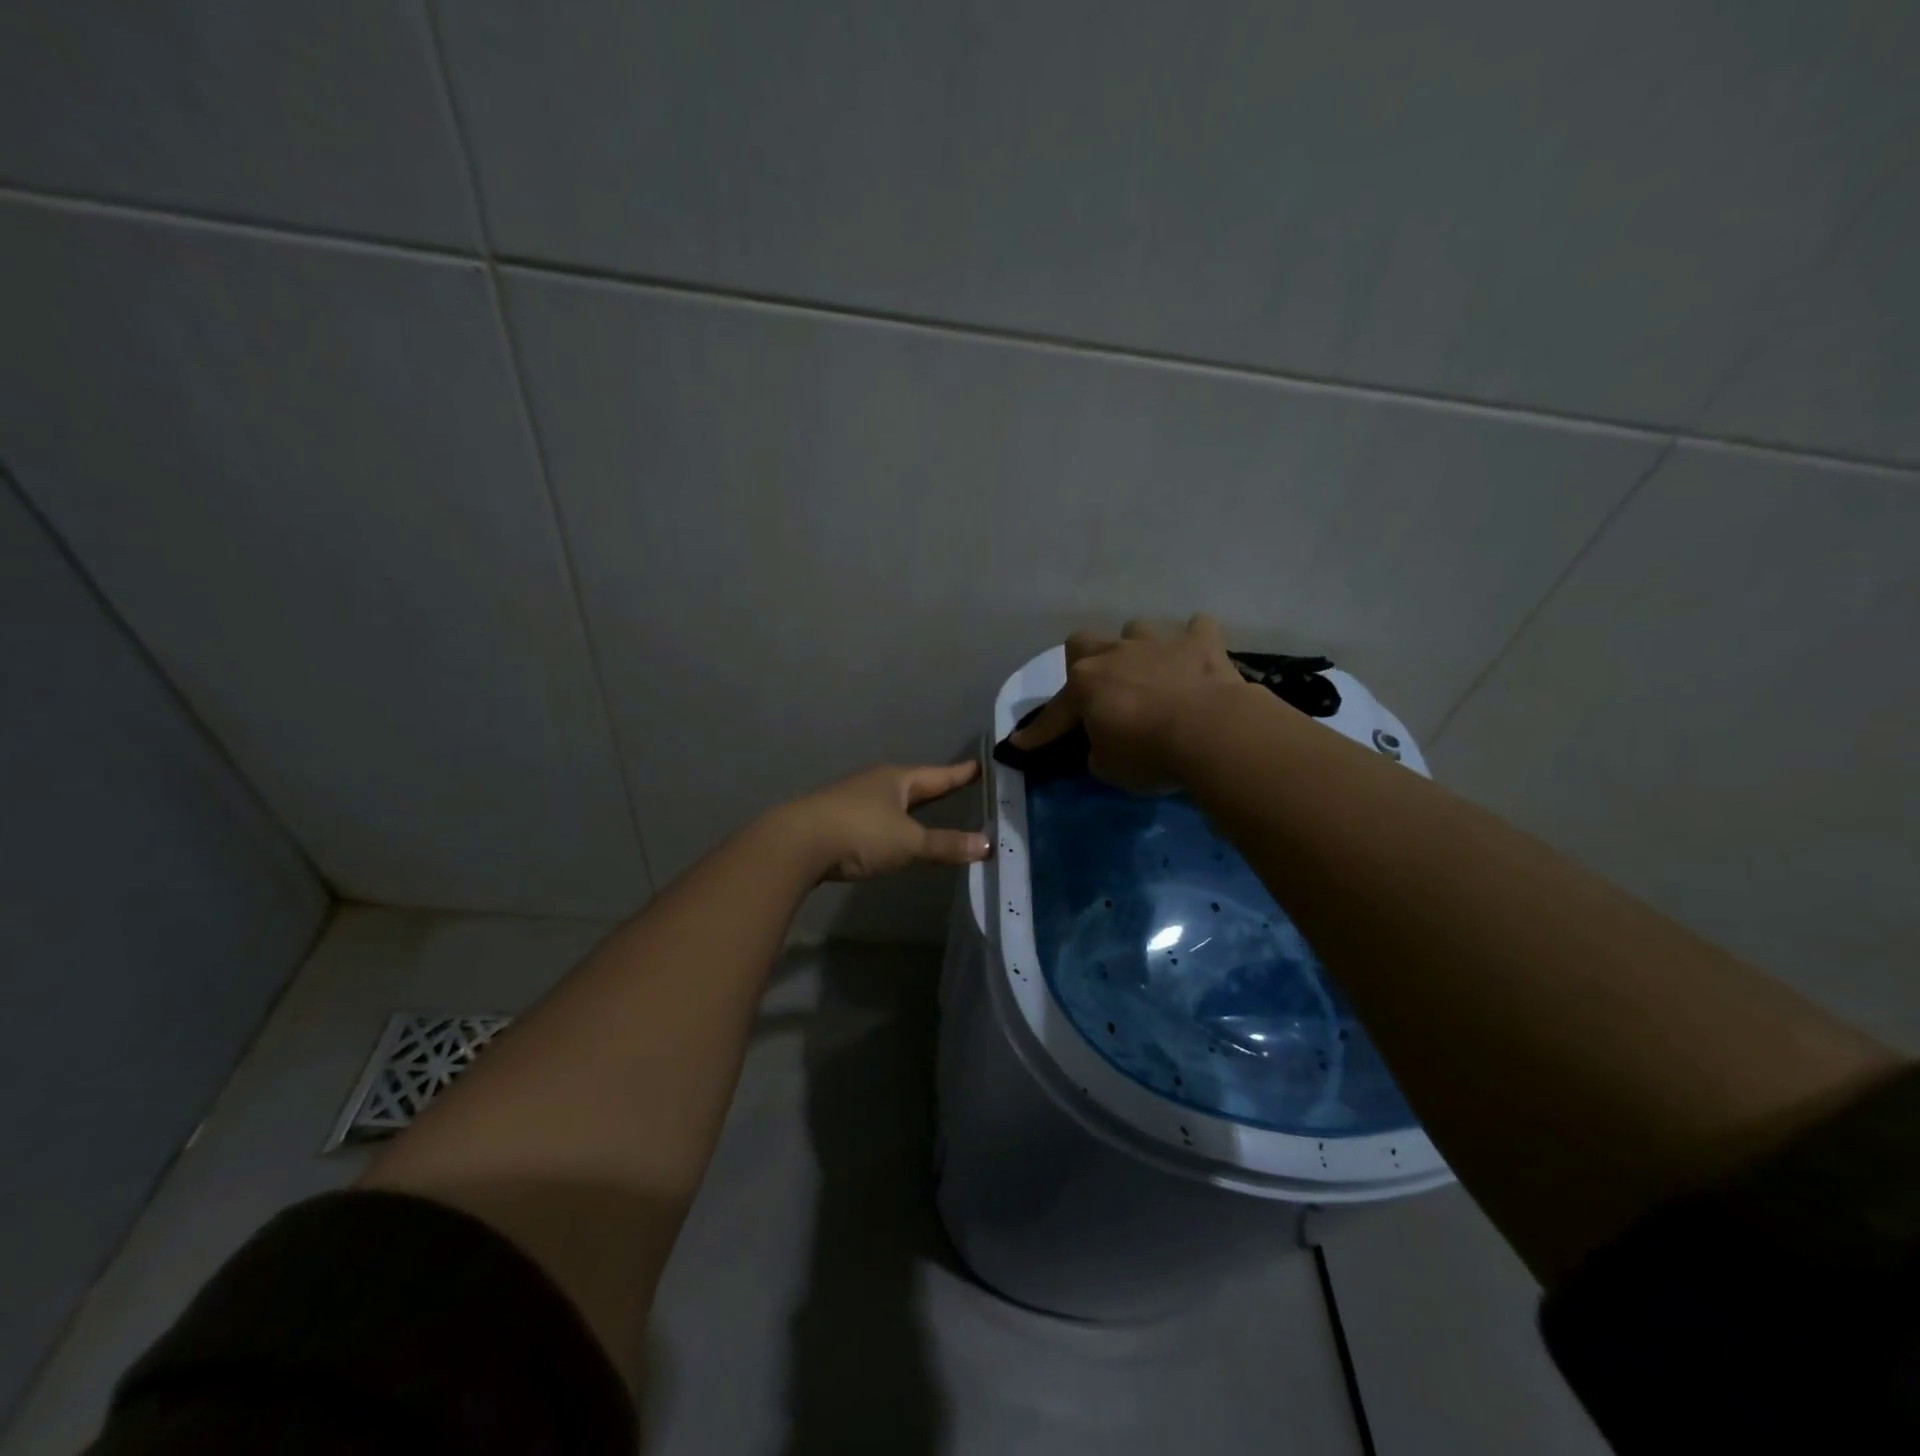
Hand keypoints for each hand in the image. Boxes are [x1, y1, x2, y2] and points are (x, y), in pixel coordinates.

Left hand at [780, 761, 991, 881]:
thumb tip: (986, 845)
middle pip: (915, 784)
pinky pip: (876, 817)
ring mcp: (853, 799)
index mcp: (897, 779)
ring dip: (911, 805)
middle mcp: (875, 782)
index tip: (980, 766)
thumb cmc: (860, 833)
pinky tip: (892, 832)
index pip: (938, 775)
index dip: (960, 773)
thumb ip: (946, 845)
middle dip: (936, 787)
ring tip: (929, 808)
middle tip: (960, 784)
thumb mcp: (909, 842)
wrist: (796, 843)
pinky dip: (891, 822)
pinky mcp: (836, 819)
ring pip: (892, 799)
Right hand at [1010, 615, 1253, 792]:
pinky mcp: (1202, 642)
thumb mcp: (1108, 767)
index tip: (1021, 744)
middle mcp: (1115, 653)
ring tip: (1150, 672)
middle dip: (1085, 662)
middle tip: (1099, 689)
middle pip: (1083, 643)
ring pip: (1136, 629)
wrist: (1212, 732)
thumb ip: (1098, 749)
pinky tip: (1197, 659)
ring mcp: (1159, 641)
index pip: (1054, 713)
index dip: (1038, 732)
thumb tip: (1103, 741)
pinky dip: (1194, 643)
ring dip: (1138, 649)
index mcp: (1085, 685)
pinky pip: (1196, 629)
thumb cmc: (1150, 754)